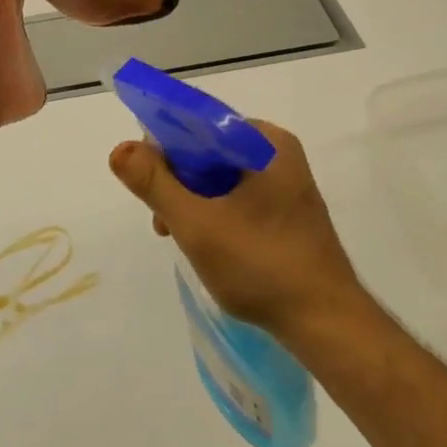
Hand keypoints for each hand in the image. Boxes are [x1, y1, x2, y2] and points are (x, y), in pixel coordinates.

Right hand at [108, 122, 366, 338]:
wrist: (327, 324)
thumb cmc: (261, 267)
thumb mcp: (195, 224)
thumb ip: (153, 183)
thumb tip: (119, 149)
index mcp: (264, 141)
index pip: (197, 122)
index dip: (163, 146)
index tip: (146, 181)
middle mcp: (277, 151)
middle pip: (206, 148)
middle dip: (177, 179)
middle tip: (163, 220)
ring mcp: (285, 180)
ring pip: (218, 173)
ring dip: (191, 198)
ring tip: (178, 235)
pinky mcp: (286, 207)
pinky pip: (236, 192)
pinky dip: (213, 209)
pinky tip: (204, 241)